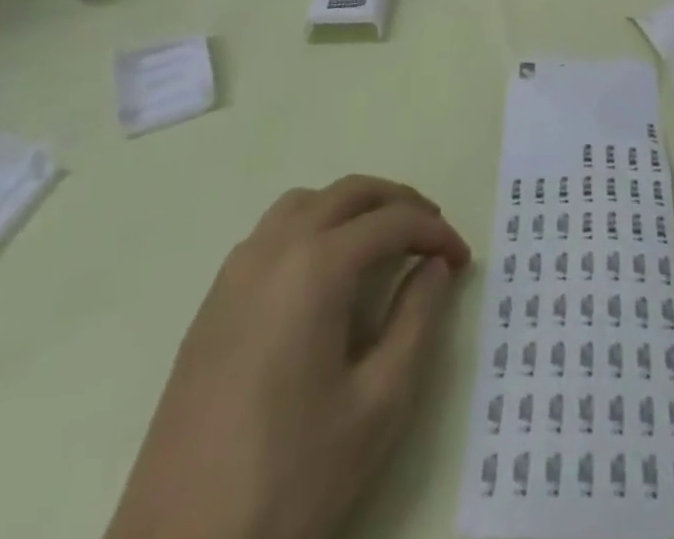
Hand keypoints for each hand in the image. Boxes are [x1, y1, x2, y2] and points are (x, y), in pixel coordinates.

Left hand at [106, 176, 471, 538]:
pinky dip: (312, 228)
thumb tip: (434, 267)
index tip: (462, 259)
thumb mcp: (379, 404)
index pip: (392, 222)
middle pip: (348, 194)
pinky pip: (271, 234)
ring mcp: (235, 274)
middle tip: (431, 235)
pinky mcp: (212, 304)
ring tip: (382, 242)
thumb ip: (417, 320)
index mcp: (316, 267)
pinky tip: (324, 276)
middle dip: (398, 203)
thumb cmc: (291, 479)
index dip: (435, 232)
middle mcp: (274, 250)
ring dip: (351, 208)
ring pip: (305, 204)